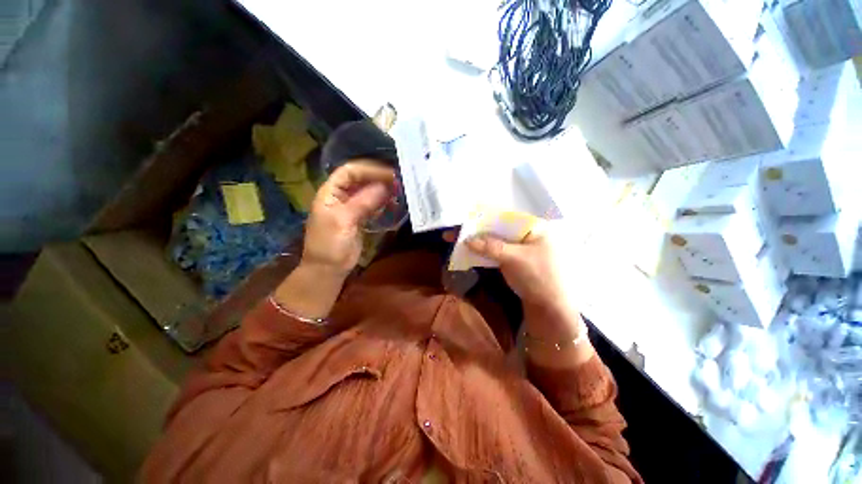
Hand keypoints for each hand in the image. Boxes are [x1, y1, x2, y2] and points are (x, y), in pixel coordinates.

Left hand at [302, 160, 394, 277]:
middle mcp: (341, 196)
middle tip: (399, 181)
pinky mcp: (360, 218)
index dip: (369, 169)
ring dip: (383, 190)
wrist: (329, 269)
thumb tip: (386, 186)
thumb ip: (364, 202)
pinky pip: (373, 205)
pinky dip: (383, 203)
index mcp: (330, 192)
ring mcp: (351, 207)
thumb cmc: (330, 244)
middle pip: (361, 180)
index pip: (350, 171)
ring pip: (368, 192)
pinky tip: (394, 204)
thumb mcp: (344, 220)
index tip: (389, 174)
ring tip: (399, 190)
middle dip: (378, 178)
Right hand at [466, 221, 581, 342]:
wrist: (550, 309)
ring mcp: (519, 248)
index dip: (483, 218)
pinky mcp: (513, 260)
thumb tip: (467, 240)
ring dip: (477, 242)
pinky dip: (482, 252)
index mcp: (533, 227)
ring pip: (494, 240)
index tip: (464, 221)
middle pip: (497, 229)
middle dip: (476, 231)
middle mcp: (526, 234)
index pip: (504, 217)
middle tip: (455, 232)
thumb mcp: (514, 259)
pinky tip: (469, 251)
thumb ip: (491, 247)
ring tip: (456, 240)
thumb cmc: (538, 277)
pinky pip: (495, 252)